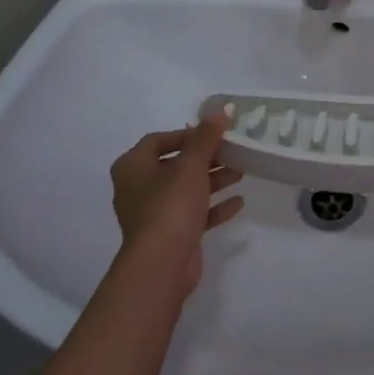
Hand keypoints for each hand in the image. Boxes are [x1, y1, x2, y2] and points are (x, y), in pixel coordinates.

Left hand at [110, 114, 243, 292]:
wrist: (162, 264)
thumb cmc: (171, 205)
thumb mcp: (191, 165)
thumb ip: (206, 136)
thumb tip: (221, 110)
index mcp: (132, 167)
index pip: (158, 140)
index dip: (187, 134)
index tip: (214, 133)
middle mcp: (138, 188)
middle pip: (175, 165)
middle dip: (206, 158)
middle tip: (233, 151)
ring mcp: (153, 214)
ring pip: (186, 189)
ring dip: (213, 180)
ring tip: (241, 172)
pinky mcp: (170, 235)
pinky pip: (193, 214)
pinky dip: (213, 207)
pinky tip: (238, 202)